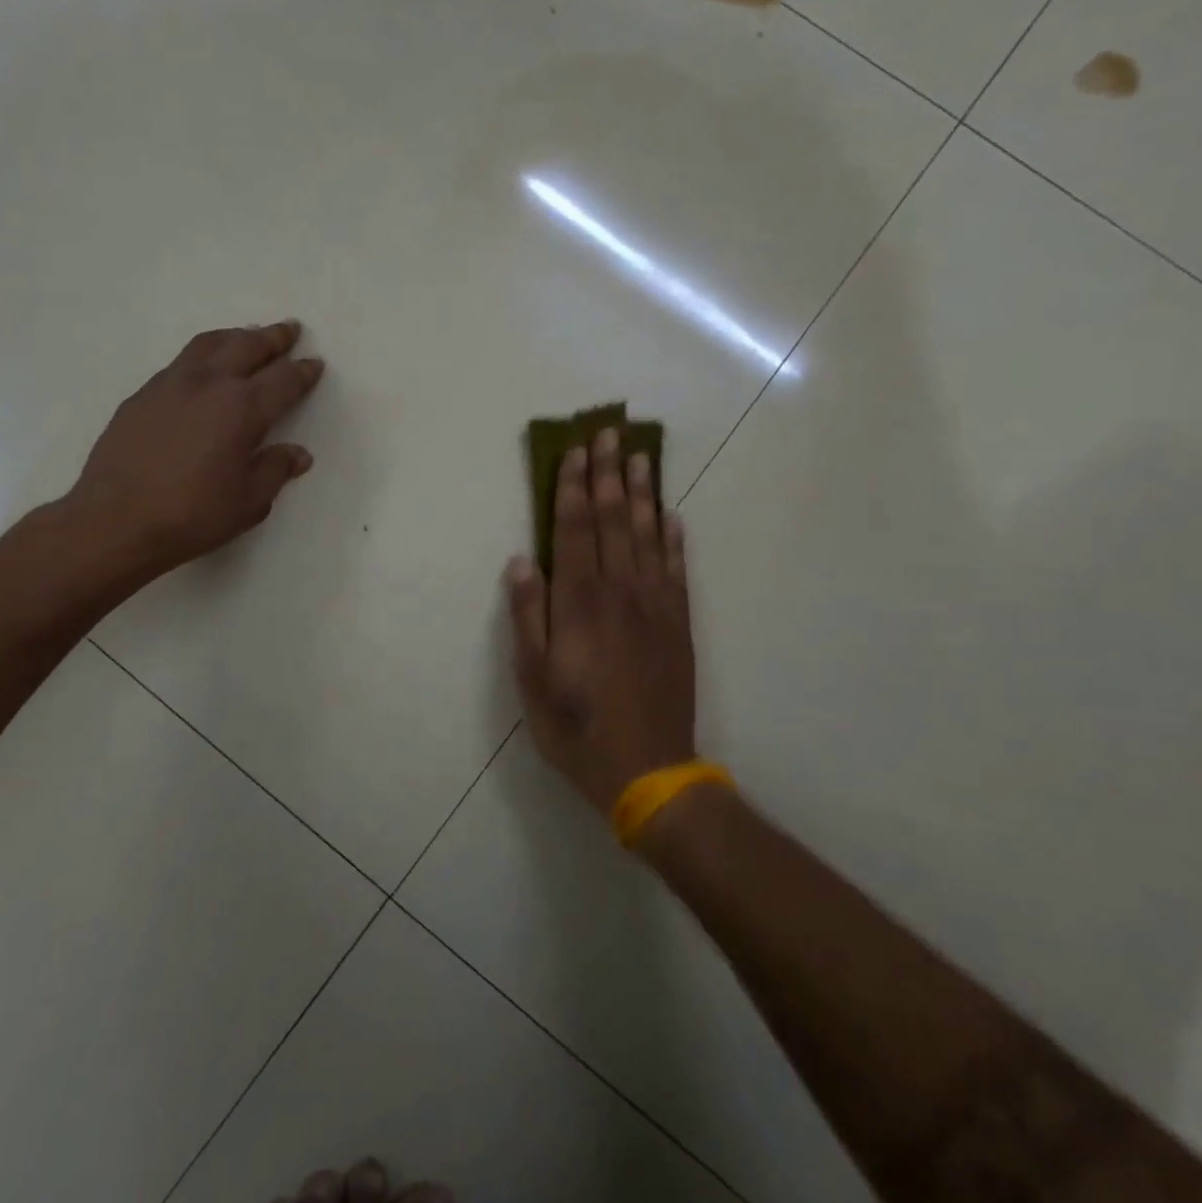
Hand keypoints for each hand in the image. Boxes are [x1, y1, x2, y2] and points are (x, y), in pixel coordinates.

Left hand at [64, 321, 323, 579]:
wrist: (115, 520)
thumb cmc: (191, 515)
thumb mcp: (248, 502)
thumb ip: (275, 470)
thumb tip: (298, 454)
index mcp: (242, 408)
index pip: (283, 380)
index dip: (303, 371)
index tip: (315, 363)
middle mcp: (209, 384)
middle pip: (248, 346)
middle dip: (273, 337)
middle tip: (290, 329)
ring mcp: (170, 384)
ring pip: (209, 344)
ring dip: (235, 336)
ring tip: (247, 336)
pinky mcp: (142, 395)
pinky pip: (181, 362)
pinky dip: (202, 356)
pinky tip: (202, 370)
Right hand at [507, 428, 695, 813]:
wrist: (648, 770)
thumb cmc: (576, 725)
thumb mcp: (533, 677)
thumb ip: (528, 616)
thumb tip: (522, 561)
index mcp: (580, 602)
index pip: (576, 529)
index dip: (575, 488)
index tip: (576, 451)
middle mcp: (620, 592)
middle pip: (614, 520)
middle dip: (609, 474)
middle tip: (610, 432)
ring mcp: (655, 606)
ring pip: (648, 536)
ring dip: (643, 493)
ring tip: (640, 457)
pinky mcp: (678, 624)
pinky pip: (677, 570)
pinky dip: (674, 539)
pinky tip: (671, 517)